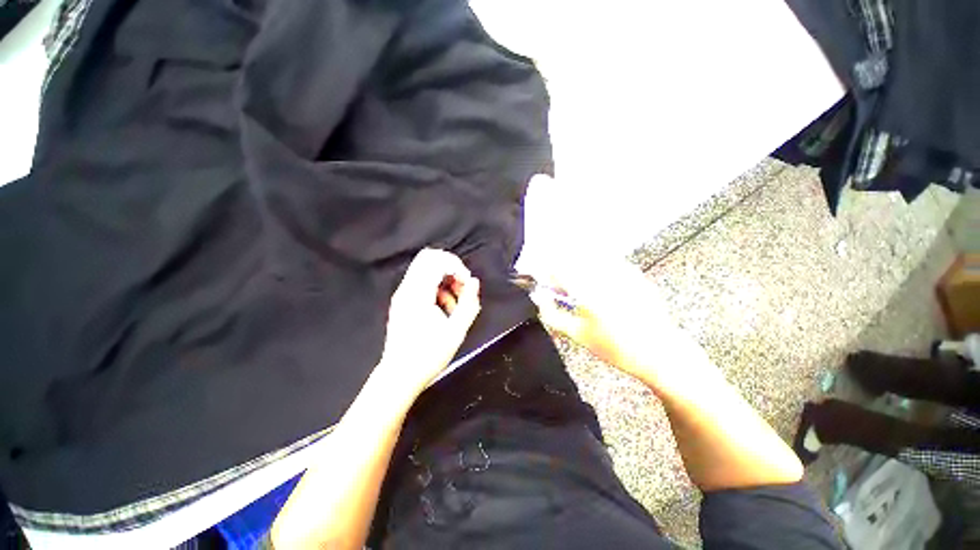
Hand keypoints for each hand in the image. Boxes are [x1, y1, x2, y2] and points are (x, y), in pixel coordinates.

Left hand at [375, 248, 481, 400]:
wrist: (399, 376)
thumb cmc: (428, 355)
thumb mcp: (456, 331)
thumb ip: (469, 303)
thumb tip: (474, 281)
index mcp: (418, 293)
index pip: (437, 260)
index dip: (457, 266)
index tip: (467, 284)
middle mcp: (407, 288)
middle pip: (428, 257)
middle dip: (450, 267)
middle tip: (461, 287)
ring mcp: (402, 294)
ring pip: (425, 269)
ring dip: (444, 279)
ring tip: (454, 303)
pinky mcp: (402, 302)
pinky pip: (421, 282)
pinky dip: (436, 288)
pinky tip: (444, 309)